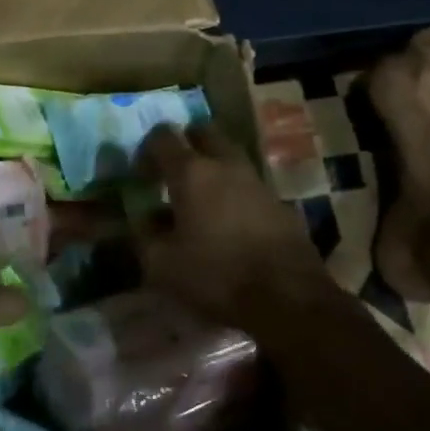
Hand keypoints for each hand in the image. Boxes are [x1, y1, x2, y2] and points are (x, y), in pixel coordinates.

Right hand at [133, 124, 342, 330]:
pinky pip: (248, 184)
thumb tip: (143, 220)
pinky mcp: (279, 202)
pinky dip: (233, 191)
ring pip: (229, 156)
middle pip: (203, 132)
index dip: (146, 149)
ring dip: (211, 167)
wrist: (288, 298)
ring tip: (199, 199)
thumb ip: (144, 235)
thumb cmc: (216, 275)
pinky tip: (227, 222)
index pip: (163, 137)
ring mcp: (257, 181)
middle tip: (172, 172)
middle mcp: (225, 165)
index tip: (141, 174)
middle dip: (185, 144)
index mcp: (191, 173)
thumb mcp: (162, 264)